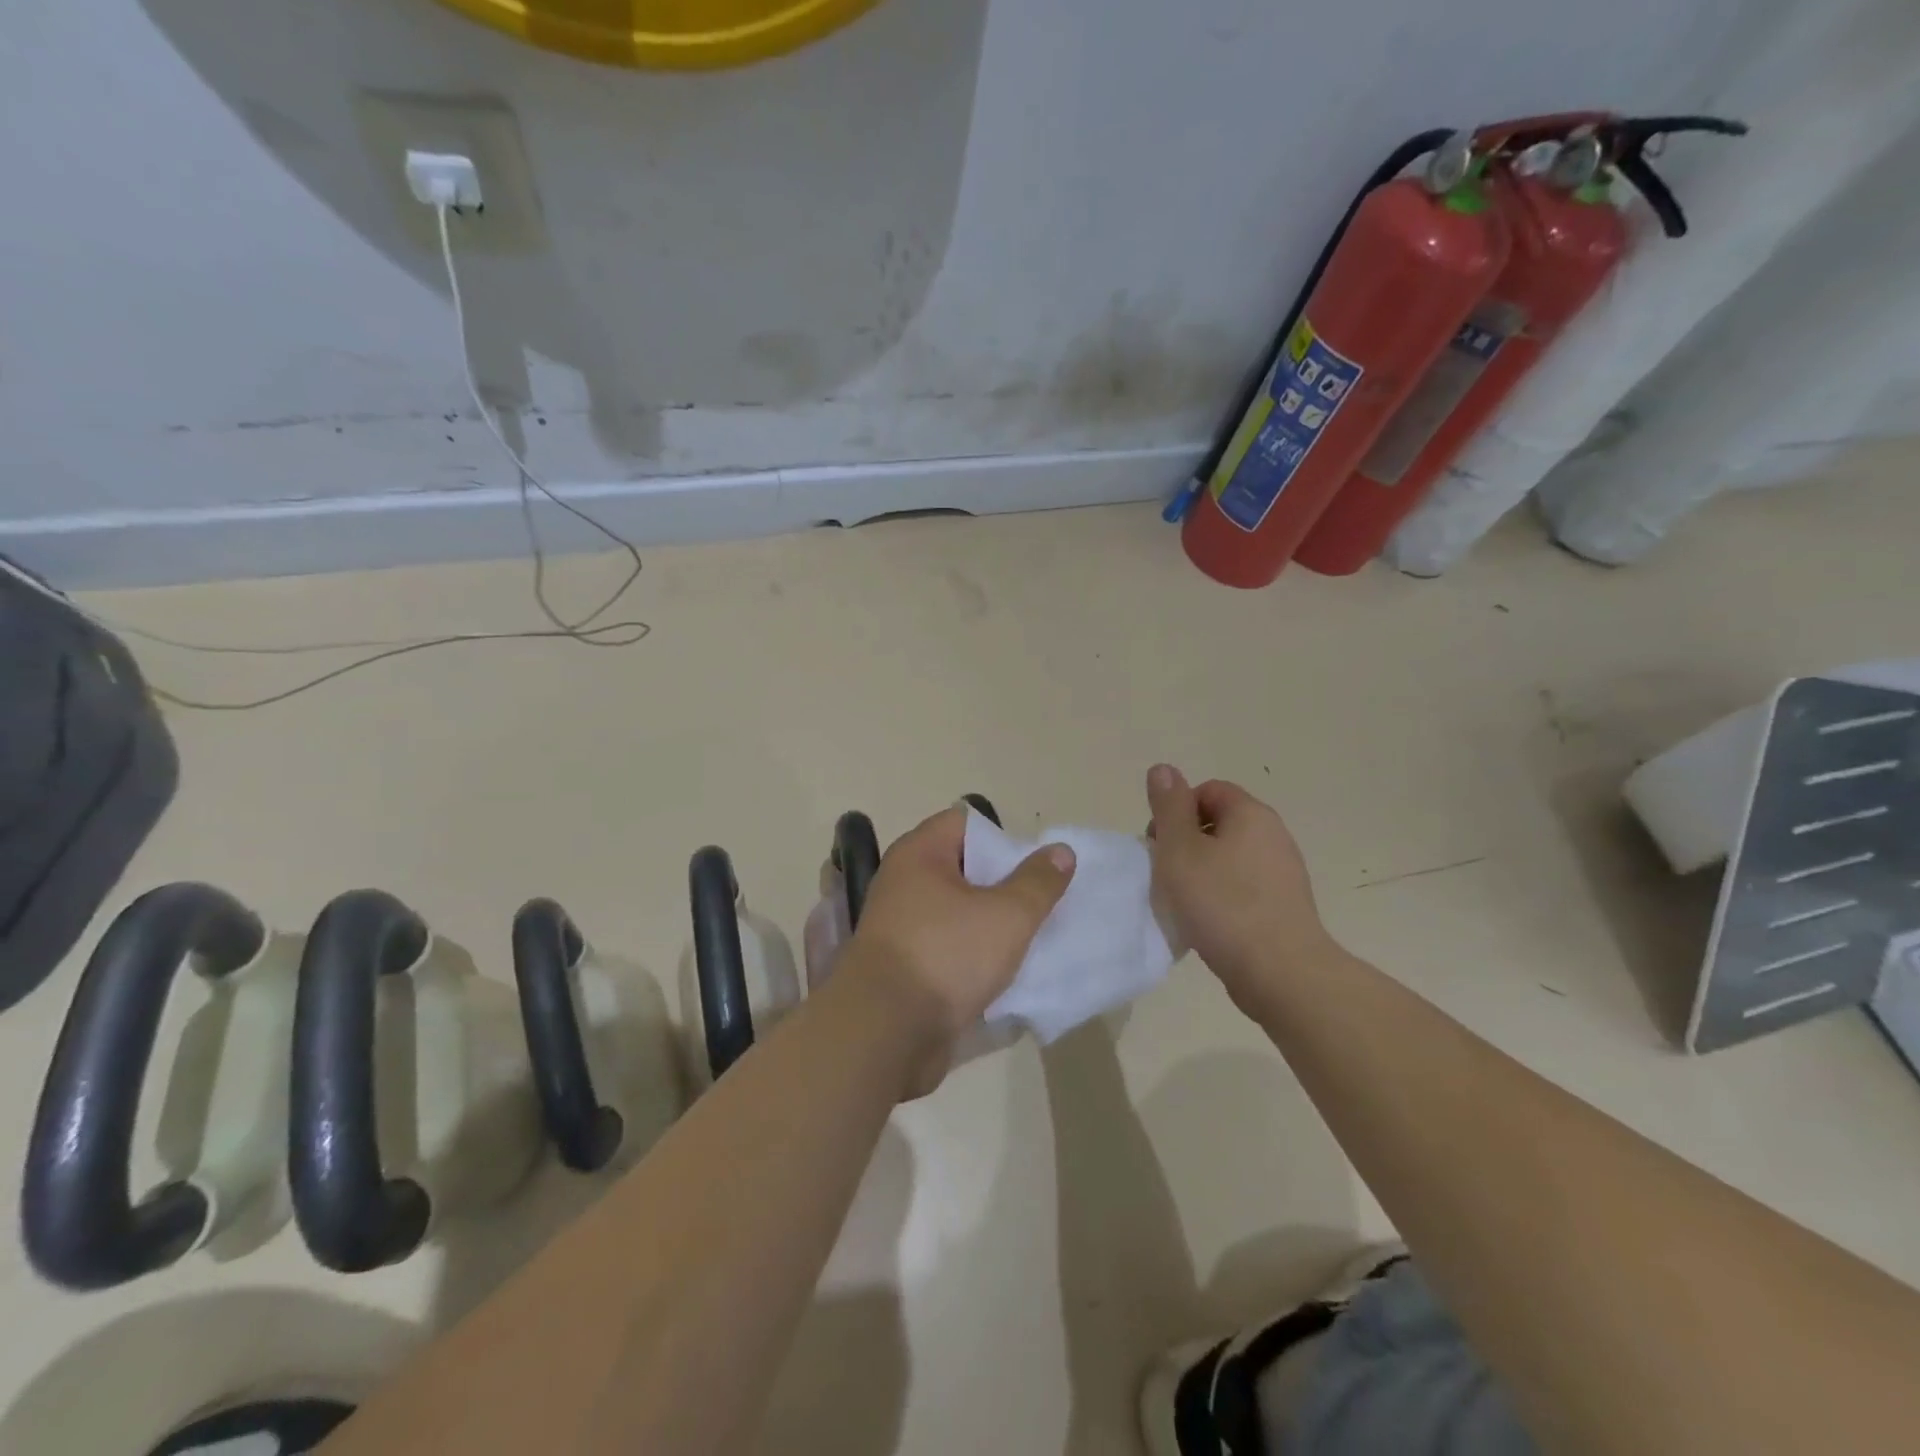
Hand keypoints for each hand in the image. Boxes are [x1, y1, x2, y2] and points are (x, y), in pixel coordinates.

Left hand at [841, 804, 1074, 1096]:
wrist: (886, 1033)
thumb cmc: (946, 956)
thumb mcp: (1007, 915)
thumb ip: (1038, 882)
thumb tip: (1061, 851)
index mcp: (919, 855)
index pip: (964, 823)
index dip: (1001, 838)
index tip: (1031, 867)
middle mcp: (903, 882)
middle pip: (962, 868)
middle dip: (1002, 884)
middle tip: (1037, 904)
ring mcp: (900, 926)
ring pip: (956, 912)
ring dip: (989, 924)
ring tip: (1027, 939)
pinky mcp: (903, 966)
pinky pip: (946, 947)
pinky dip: (971, 955)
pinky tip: (1001, 973)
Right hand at [1145, 764, 1338, 1010]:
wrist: (1280, 972)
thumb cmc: (1222, 903)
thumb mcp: (1180, 849)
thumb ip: (1169, 806)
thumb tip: (1163, 769)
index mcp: (1251, 814)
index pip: (1207, 791)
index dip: (1176, 811)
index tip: (1160, 845)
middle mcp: (1273, 835)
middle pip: (1218, 823)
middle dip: (1186, 843)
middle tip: (1167, 874)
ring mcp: (1283, 872)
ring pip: (1229, 858)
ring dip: (1201, 873)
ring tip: (1184, 903)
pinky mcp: (1284, 906)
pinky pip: (1243, 888)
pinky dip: (1221, 897)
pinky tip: (1208, 923)